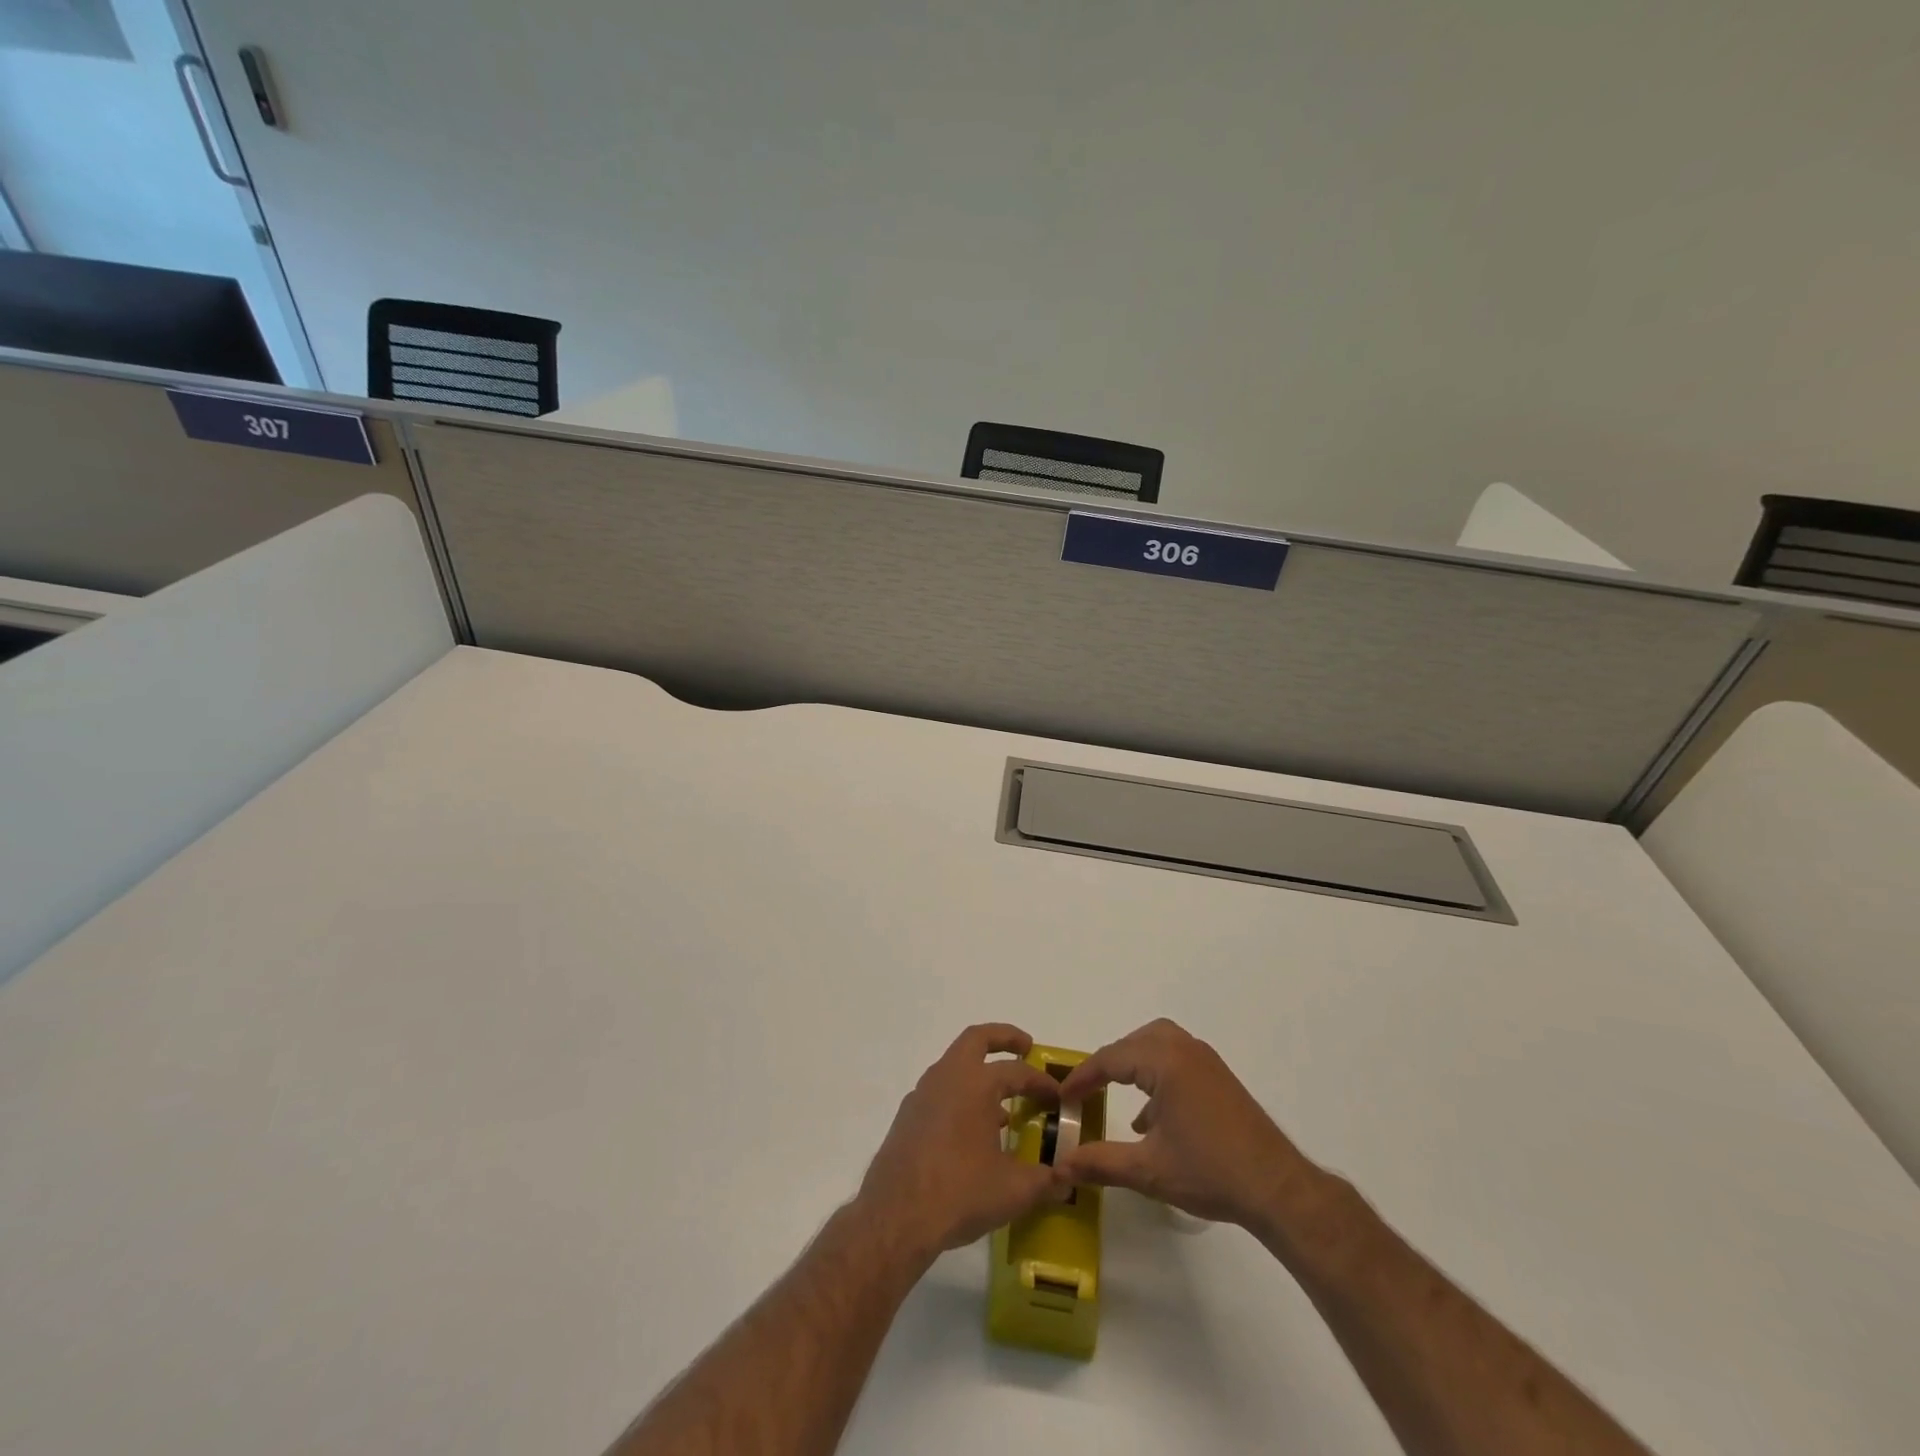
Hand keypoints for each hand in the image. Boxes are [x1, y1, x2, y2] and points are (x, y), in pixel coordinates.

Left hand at [855, 1024, 1062, 1265]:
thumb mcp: (1014, 1190)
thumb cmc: (960, 1192)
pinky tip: (972, 1133)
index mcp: (975, 1083)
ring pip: (955, 1065)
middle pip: (977, 1039)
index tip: (1058, 1096)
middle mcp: (947, 1077)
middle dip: (1003, 1038)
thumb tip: (1066, 1180)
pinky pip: (941, 1092)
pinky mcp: (908, 1116)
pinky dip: (961, 1097)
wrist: (896, 1216)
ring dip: (980, 1073)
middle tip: (1025, 1048)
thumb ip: (1045, 1181)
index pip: (1017, 1071)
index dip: (1041, 1081)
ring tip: (1004, 1105)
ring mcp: (922, 1094)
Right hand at [1053, 1018, 1319, 1228]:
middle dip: (1109, 1062)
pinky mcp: (1219, 1079)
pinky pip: (1177, 1060)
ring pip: (1158, 1044)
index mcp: (1166, 1062)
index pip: (1111, 1058)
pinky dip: (1156, 1073)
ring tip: (1116, 1093)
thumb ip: (1101, 1163)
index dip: (1083, 1077)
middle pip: (1135, 1041)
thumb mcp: (1149, 1171)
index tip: (1062, 1097)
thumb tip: (1061, 1167)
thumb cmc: (1211, 1172)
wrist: (1278, 1189)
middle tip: (1089, 1089)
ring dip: (1134, 1064)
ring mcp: (1206, 1062)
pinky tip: (1151, 1118)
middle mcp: (1185, 1050)